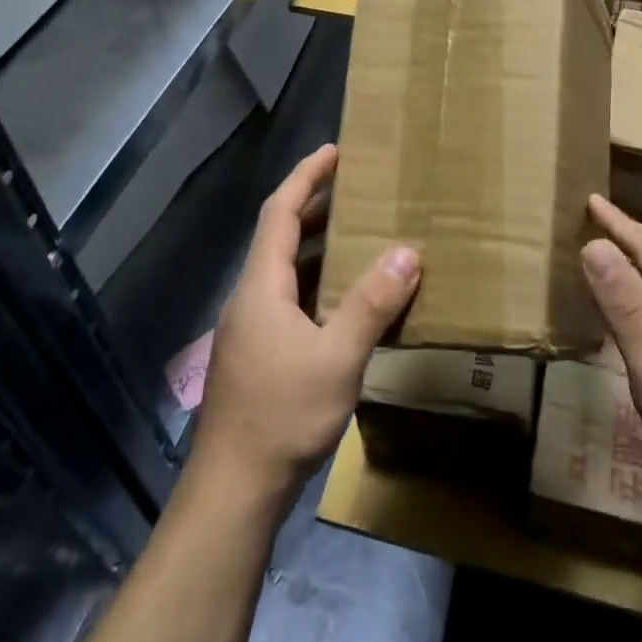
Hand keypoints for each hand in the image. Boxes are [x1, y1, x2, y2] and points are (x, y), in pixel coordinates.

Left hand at [190, 145, 420, 503]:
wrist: (233, 489)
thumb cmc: (283, 414)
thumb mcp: (338, 357)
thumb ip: (372, 303)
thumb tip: (408, 252)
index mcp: (261, 286)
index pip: (280, 212)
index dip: (306, 177)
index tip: (334, 152)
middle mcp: (251, 298)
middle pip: (280, 237)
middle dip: (315, 207)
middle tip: (356, 189)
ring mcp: (252, 329)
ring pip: (286, 272)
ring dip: (318, 248)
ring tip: (360, 236)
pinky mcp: (259, 356)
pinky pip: (291, 300)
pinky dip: (318, 285)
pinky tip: (347, 302)